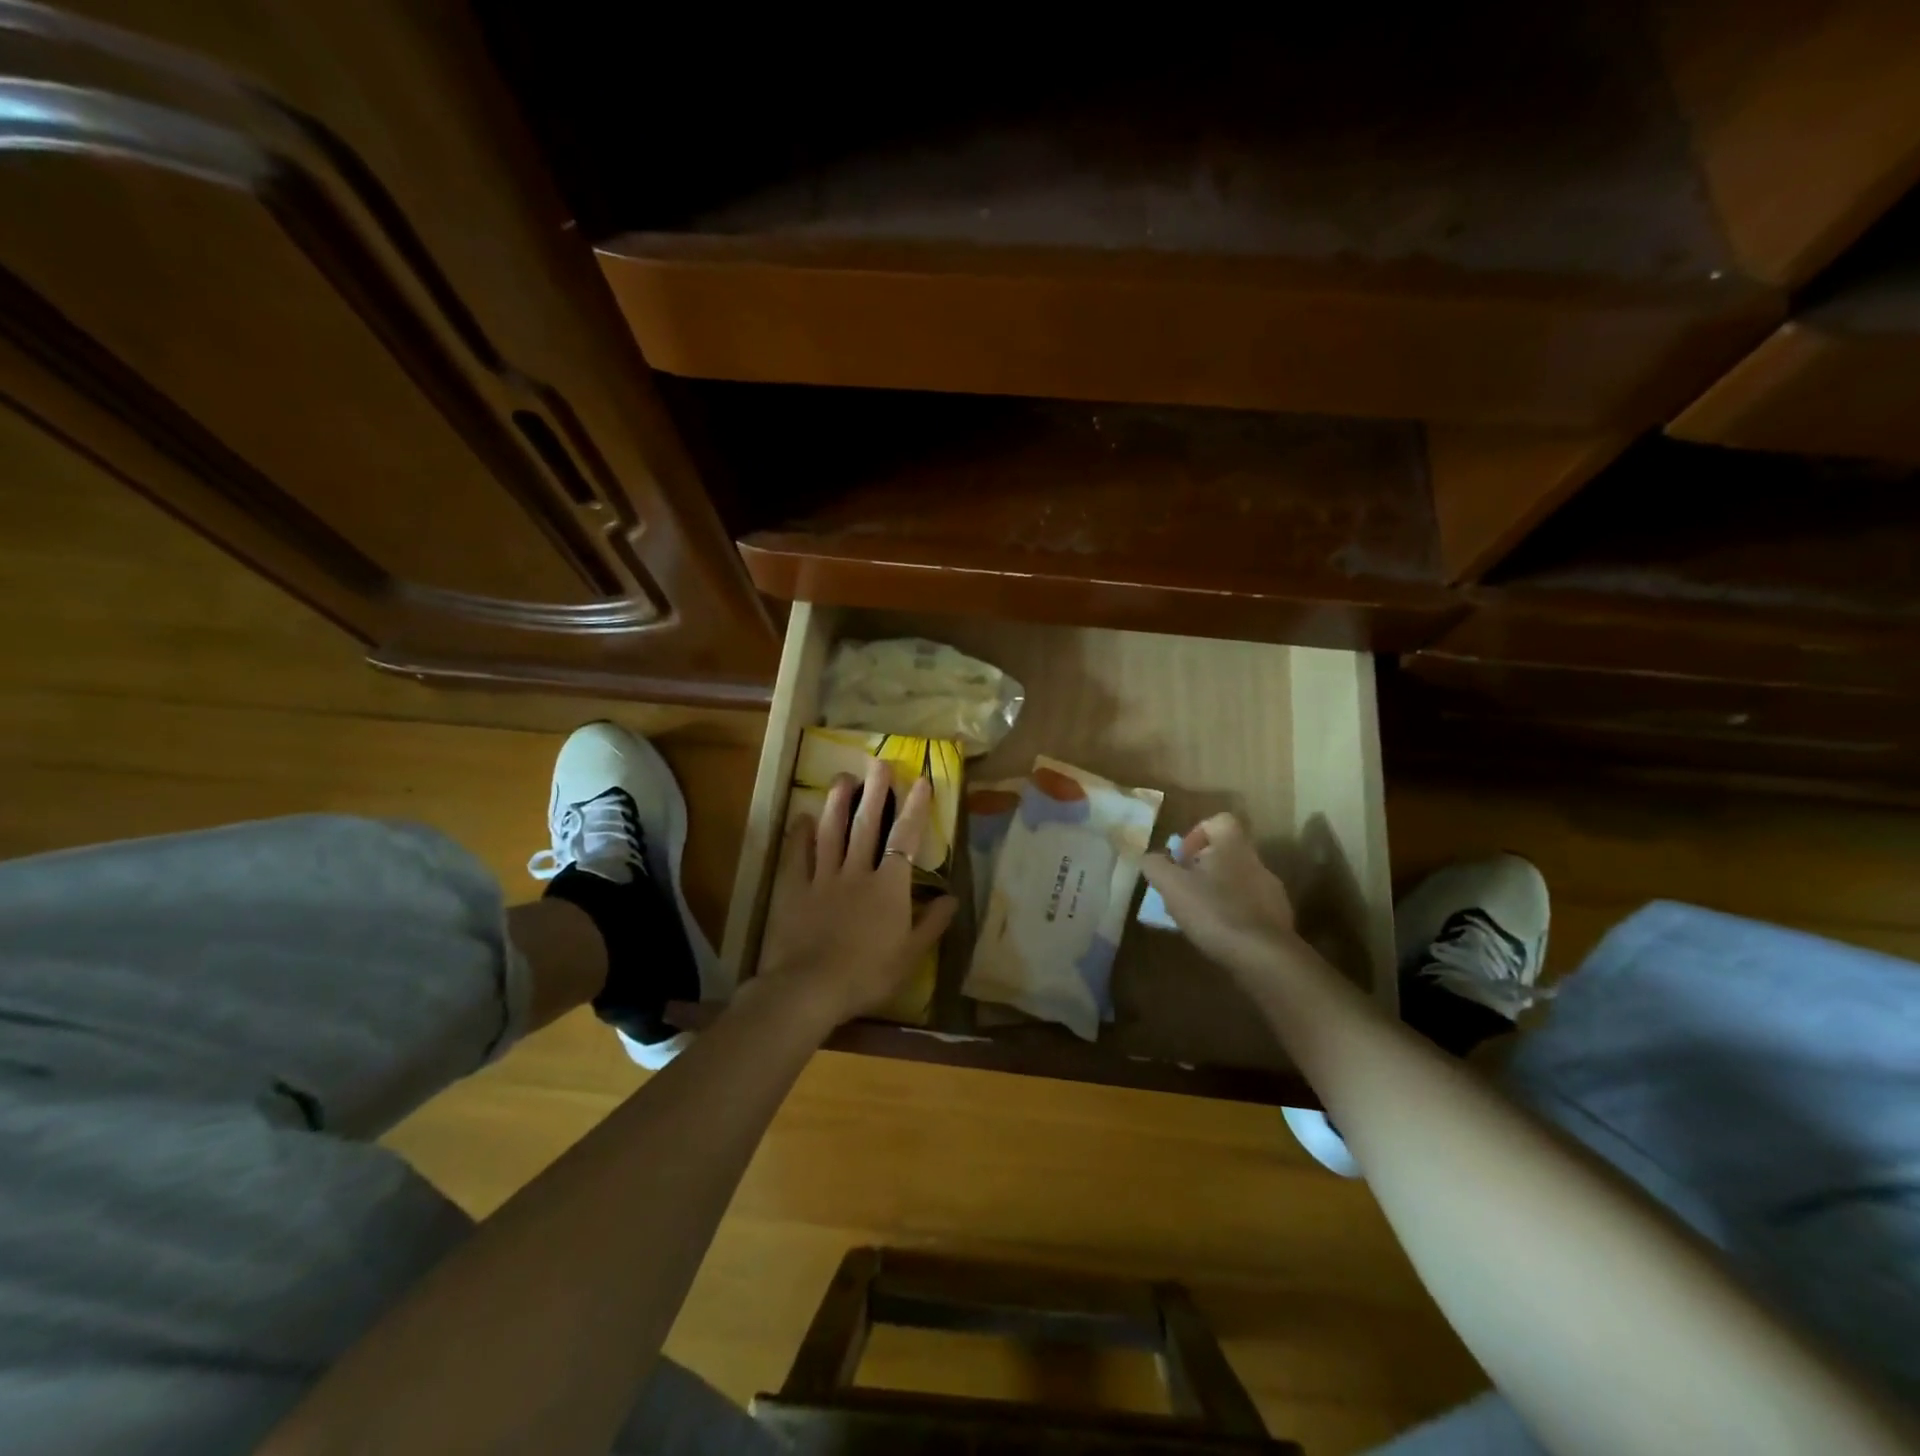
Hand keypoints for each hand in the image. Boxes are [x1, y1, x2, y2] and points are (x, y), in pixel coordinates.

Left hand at [756, 756, 958, 1029]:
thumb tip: (952, 898)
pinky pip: (797, 856)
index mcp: (888, 887)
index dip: (914, 808)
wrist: (811, 988)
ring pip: (831, 832)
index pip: (905, 839)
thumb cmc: (868, 974)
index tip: (920, 781)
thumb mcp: (911, 955)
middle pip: (867, 825)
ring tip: (843, 777)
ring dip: (838, 802)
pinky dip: (799, 835)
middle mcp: (856, 872)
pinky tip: (802, 817)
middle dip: (875, 791)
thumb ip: (932, 924)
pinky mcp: (794, 890)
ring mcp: (822, 878)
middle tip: (879, 762)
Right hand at [1140, 814, 1304, 984]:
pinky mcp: (1278, 919)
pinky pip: (1250, 907)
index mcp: (1233, 846)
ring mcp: (1271, 892)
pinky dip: (1232, 914)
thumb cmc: (1214, 912)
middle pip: (1226, 853)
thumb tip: (1148, 857)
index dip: (1196, 834)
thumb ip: (1155, 866)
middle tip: (1183, 889)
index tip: (1181, 859)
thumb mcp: (1171, 886)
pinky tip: (1218, 934)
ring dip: (1216, 892)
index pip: (1219, 821)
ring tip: (1197, 916)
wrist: (1265, 957)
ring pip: (1237, 881)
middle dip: (1202, 868)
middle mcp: (1256, 862)